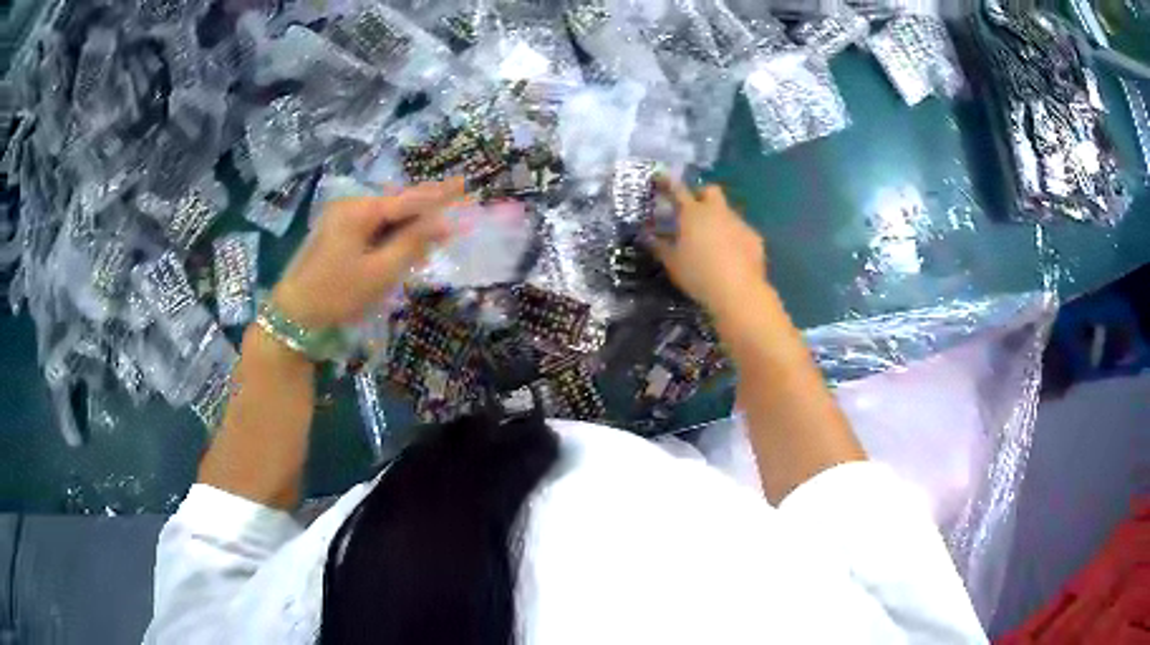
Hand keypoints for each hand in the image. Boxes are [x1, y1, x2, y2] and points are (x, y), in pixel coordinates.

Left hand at [271, 178, 465, 327]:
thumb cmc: (338, 294)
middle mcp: (349, 207)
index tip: (465, 184)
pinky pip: (372, 228)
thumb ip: (413, 243)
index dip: (438, 194)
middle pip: (395, 203)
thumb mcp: (380, 272)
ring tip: (436, 224)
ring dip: (409, 222)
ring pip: (384, 217)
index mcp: (359, 211)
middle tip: (456, 198)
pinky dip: (392, 234)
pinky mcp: (336, 236)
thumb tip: (444, 222)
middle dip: (425, 205)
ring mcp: (339, 220)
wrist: (293, 316)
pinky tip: (405, 241)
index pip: (407, 199)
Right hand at [648, 181, 767, 316]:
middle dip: (702, 195)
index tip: (661, 178)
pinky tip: (732, 257)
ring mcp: (739, 223)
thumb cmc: (698, 275)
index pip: (678, 190)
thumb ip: (659, 246)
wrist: (738, 291)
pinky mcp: (754, 238)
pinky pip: (741, 231)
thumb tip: (647, 236)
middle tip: (694, 211)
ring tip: (713, 242)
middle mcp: (717, 211)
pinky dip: (734, 238)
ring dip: (718, 220)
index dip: (668, 183)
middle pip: (710, 191)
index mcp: (693, 213)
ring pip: (727, 212)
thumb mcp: (672, 263)